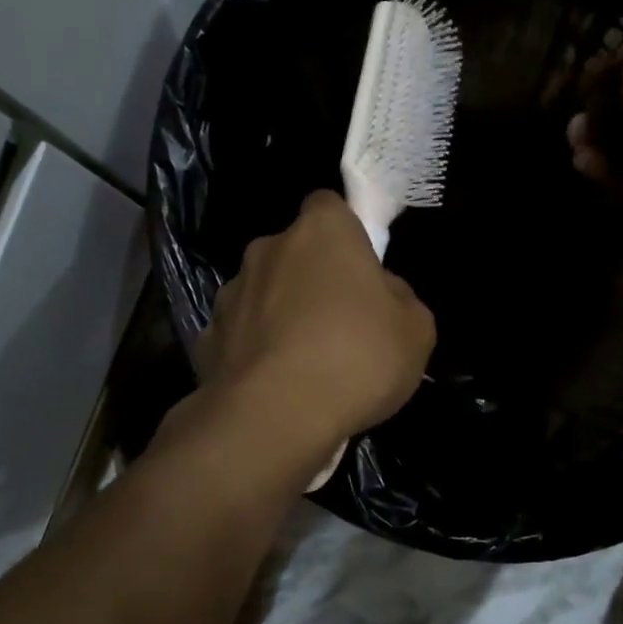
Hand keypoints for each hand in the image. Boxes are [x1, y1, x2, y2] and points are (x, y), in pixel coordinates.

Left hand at [196, 190, 434, 463]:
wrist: (274, 417)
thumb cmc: (356, 359)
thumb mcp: (415, 331)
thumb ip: (400, 298)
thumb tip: (381, 293)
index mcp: (321, 231)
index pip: (330, 206)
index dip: (347, 234)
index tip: (360, 270)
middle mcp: (268, 249)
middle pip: (295, 253)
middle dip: (312, 278)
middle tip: (339, 323)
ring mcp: (231, 293)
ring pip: (264, 293)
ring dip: (280, 314)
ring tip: (304, 363)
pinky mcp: (207, 338)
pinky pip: (241, 336)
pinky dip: (255, 352)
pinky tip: (273, 386)